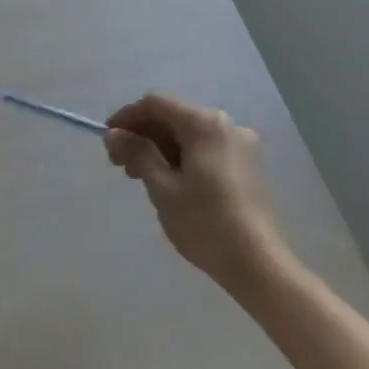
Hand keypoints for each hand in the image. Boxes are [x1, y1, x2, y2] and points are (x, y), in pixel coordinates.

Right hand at [105, 93, 285, 289]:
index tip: (108, 140)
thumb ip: (136, 153)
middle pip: (174, 117)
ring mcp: (242, 145)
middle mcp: (228, 125)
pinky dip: (183, 157)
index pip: (156, 104)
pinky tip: (170, 182)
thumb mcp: (162, 187)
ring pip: (190, 135)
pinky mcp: (249, 166)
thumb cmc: (205, 223)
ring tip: (142, 177)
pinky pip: (207, 149)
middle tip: (121, 164)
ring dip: (162, 148)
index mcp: (205, 124)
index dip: (127, 117)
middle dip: (144, 135)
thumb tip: (113, 134)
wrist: (259, 264)